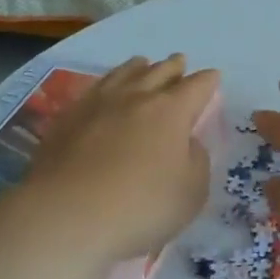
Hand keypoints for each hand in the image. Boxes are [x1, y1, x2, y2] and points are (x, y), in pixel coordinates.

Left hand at [22, 54, 219, 260]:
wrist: (66, 216)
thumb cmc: (141, 206)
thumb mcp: (192, 192)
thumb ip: (197, 161)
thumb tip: (188, 143)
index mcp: (171, 111)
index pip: (197, 86)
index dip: (208, 81)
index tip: (213, 77)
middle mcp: (136, 97)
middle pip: (159, 72)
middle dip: (174, 66)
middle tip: (179, 62)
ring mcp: (98, 104)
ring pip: (123, 73)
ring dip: (138, 67)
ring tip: (142, 64)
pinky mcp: (67, 118)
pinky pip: (93, 89)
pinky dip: (107, 83)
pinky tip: (103, 90)